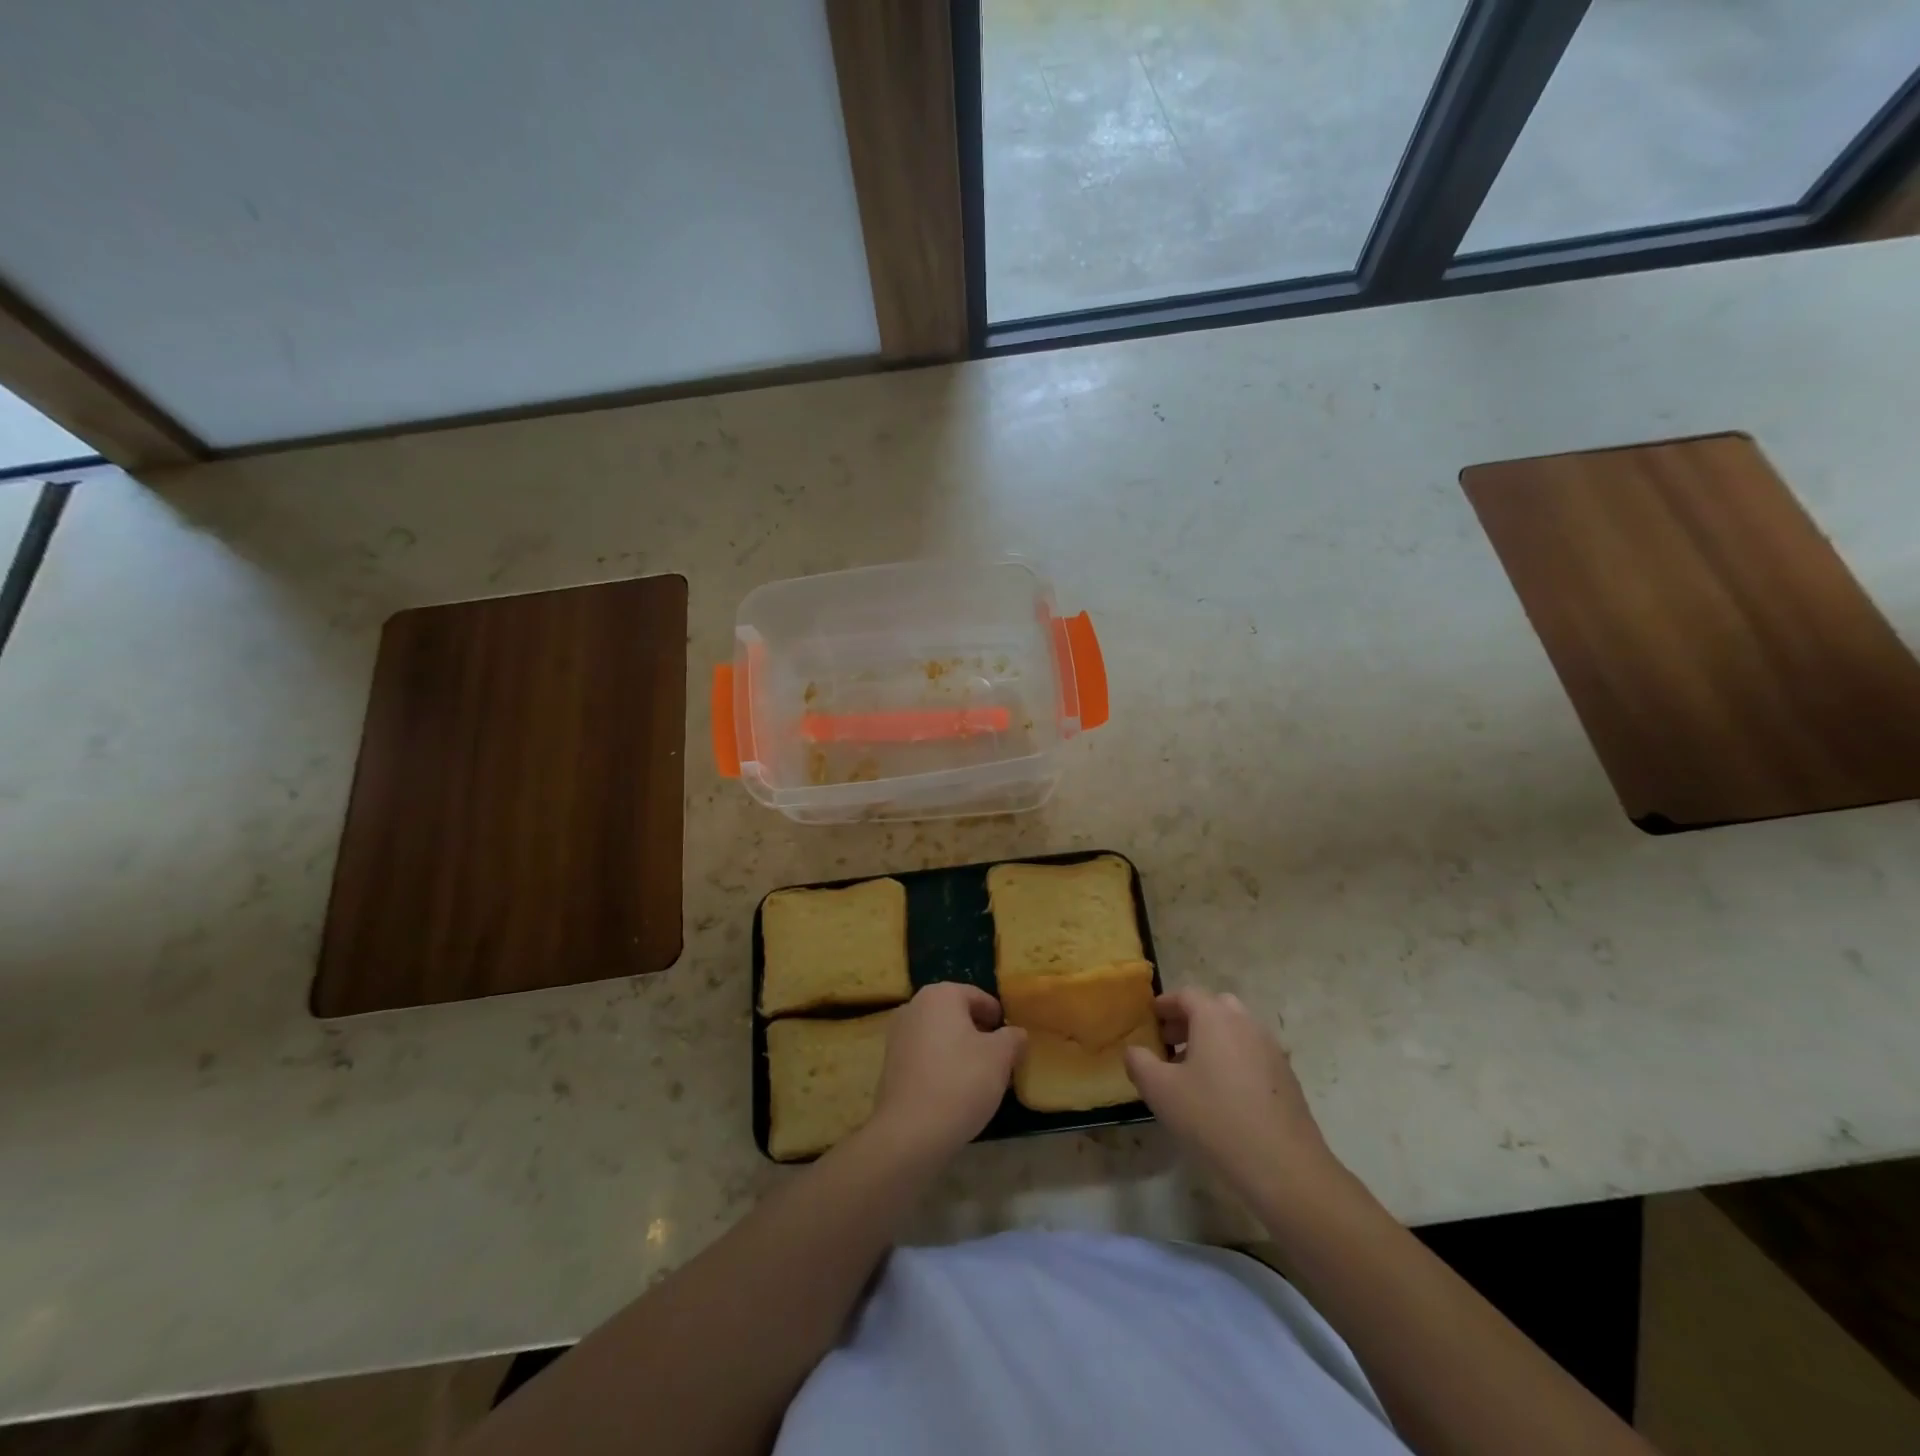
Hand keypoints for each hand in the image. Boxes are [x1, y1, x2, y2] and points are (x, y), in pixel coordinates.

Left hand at [869, 982, 1024, 1157]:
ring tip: (980, 1077)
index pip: (978, 996)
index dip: (998, 1017)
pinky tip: (955, 1090)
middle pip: (956, 1014)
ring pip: (939, 1035)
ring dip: (960, 1049)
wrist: (911, 1131)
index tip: (1011, 1039)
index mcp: (940, 995)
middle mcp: (914, 1006)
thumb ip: (1013, 1038)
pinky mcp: (890, 1064)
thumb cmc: (961, 1082)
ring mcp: (897, 1035)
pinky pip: (924, 1055)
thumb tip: (1016, 1033)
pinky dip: (941, 1065)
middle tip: (1000, 1058)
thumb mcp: (1000, 1057)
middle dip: (979, 1033)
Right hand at [1124, 989, 1339, 1204]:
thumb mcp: (1160, 1091)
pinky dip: (1233, 1059)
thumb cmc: (1214, 1118)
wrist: (1284, 1167)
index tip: (1150, 1019)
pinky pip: (1252, 1054)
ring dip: (1212, 1040)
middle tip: (1170, 1043)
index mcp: (1215, 1017)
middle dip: (1190, 1020)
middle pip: (1215, 1007)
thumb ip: (1139, 1063)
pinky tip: (1222, 1094)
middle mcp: (1246, 1023)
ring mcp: (1271, 1049)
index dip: (1165, 1004)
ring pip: (1236, 1030)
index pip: (1186, 995)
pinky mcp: (1286, 1077)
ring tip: (1193, 1072)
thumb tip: (1135, 1051)